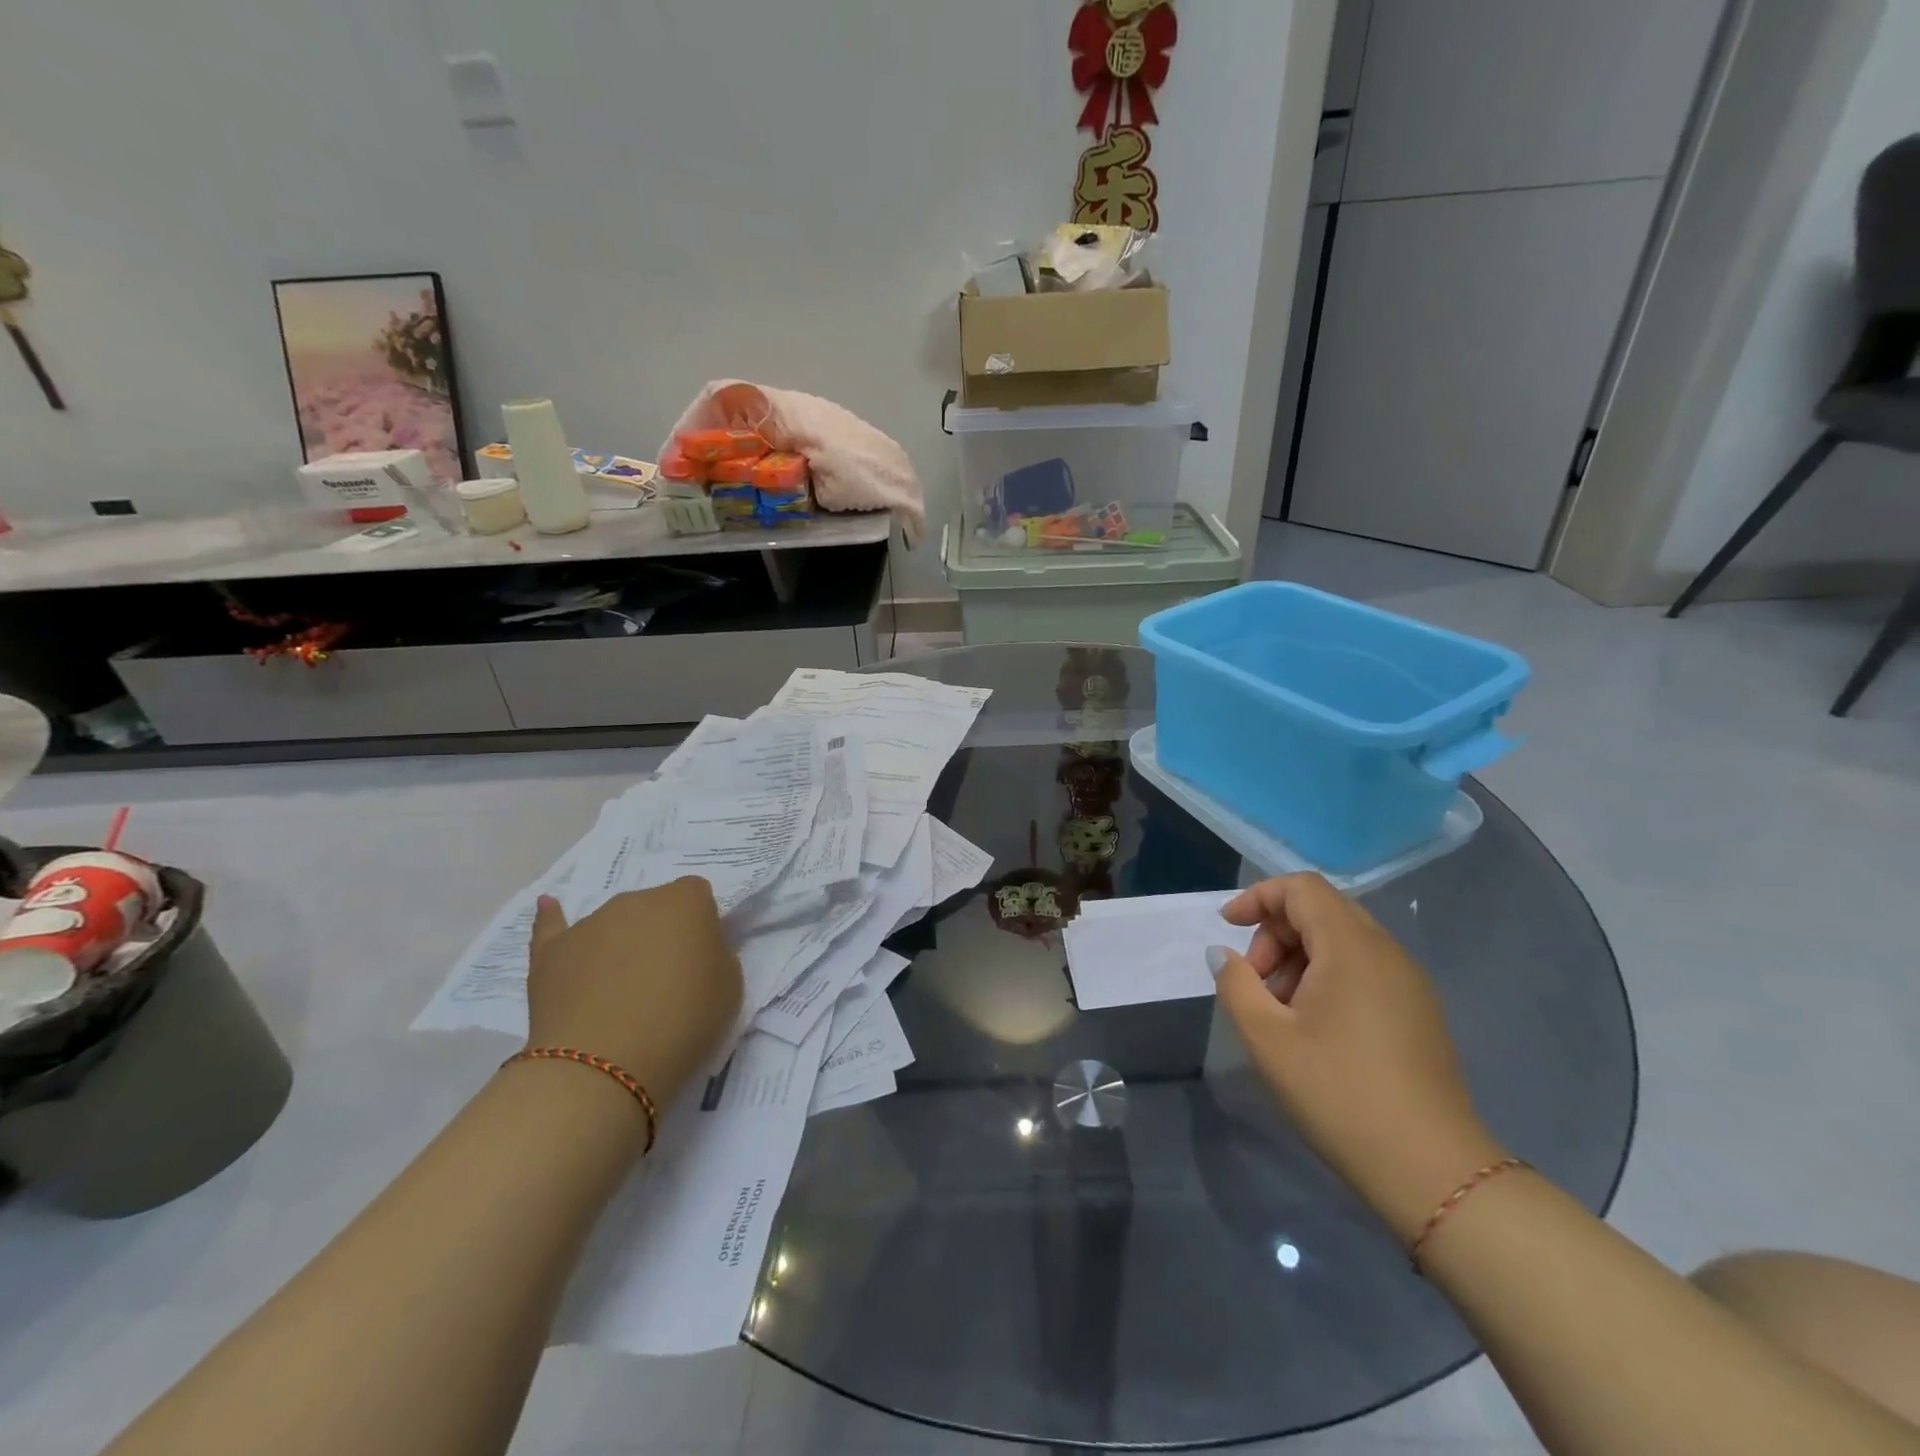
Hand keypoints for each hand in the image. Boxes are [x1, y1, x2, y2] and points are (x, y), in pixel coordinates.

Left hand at [526, 877, 742, 1109]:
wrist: (605, 1064)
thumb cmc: (684, 1022)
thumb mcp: (730, 987)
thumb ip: (717, 954)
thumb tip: (696, 949)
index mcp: (685, 902)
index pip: (698, 895)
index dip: (701, 925)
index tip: (701, 959)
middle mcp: (637, 900)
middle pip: (654, 907)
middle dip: (660, 934)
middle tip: (666, 980)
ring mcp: (590, 923)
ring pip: (614, 923)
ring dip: (621, 944)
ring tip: (620, 993)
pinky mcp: (551, 951)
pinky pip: (553, 926)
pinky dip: (553, 918)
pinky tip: (547, 905)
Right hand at [1210, 873, 1502, 1241]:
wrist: (1432, 1170)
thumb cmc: (1339, 1093)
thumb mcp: (1267, 1038)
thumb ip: (1236, 984)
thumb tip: (1223, 955)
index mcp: (1351, 947)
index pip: (1301, 888)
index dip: (1258, 897)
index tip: (1228, 928)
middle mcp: (1386, 951)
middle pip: (1322, 909)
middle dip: (1276, 932)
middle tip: (1254, 981)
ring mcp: (1409, 982)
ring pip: (1343, 940)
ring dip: (1300, 957)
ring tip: (1280, 1009)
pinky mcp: (1419, 1011)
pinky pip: (1365, 968)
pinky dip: (1328, 976)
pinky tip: (1314, 1025)